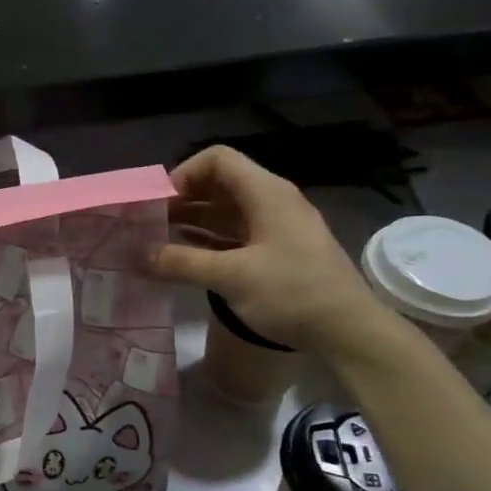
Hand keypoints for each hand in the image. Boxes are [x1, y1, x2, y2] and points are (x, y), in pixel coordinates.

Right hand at [149, 145, 389, 354]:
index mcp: (266, 193)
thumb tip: (139, 256)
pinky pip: (237, 233)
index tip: (159, 203)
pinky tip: (187, 254)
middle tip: (150, 222)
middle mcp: (272, 201)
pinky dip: (209, 238)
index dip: (184, 174)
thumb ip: (182, 263)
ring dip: (193, 219)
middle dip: (183, 198)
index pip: (218, 159)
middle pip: (220, 183)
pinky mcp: (280, 251)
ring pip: (227, 210)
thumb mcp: (231, 276)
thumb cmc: (293, 293)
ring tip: (159, 237)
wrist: (350, 331)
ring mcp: (278, 227)